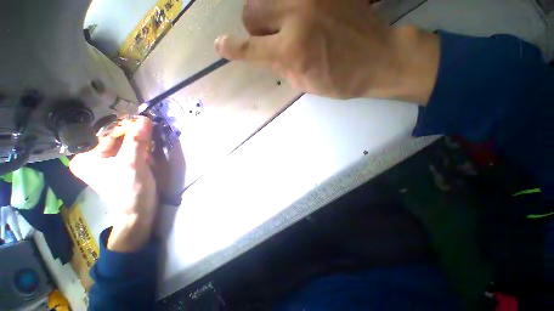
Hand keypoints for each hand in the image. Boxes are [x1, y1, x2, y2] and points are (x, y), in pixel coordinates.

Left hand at [70, 116, 157, 251]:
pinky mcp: (117, 164)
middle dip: (134, 137)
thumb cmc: (131, 190)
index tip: (146, 123)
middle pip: (115, 137)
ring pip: (124, 142)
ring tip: (149, 153)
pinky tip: (147, 157)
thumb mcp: (133, 164)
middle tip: (149, 140)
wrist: (139, 211)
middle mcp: (91, 156)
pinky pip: (129, 149)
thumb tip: (145, 119)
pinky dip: (140, 150)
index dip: (128, 127)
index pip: (108, 132)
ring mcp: (104, 161)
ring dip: (140, 144)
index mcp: (86, 156)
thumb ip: (137, 141)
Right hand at [216, 0, 438, 103]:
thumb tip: (266, 56)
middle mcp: (295, 16)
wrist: (378, 59)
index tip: (221, 46)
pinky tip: (303, 17)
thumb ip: (282, 68)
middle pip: (252, 11)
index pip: (251, 49)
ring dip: (268, 15)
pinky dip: (287, 6)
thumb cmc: (341, 80)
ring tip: (286, 27)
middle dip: (255, 28)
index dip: (232, 48)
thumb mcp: (305, 84)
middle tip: (269, 39)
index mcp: (292, 51)